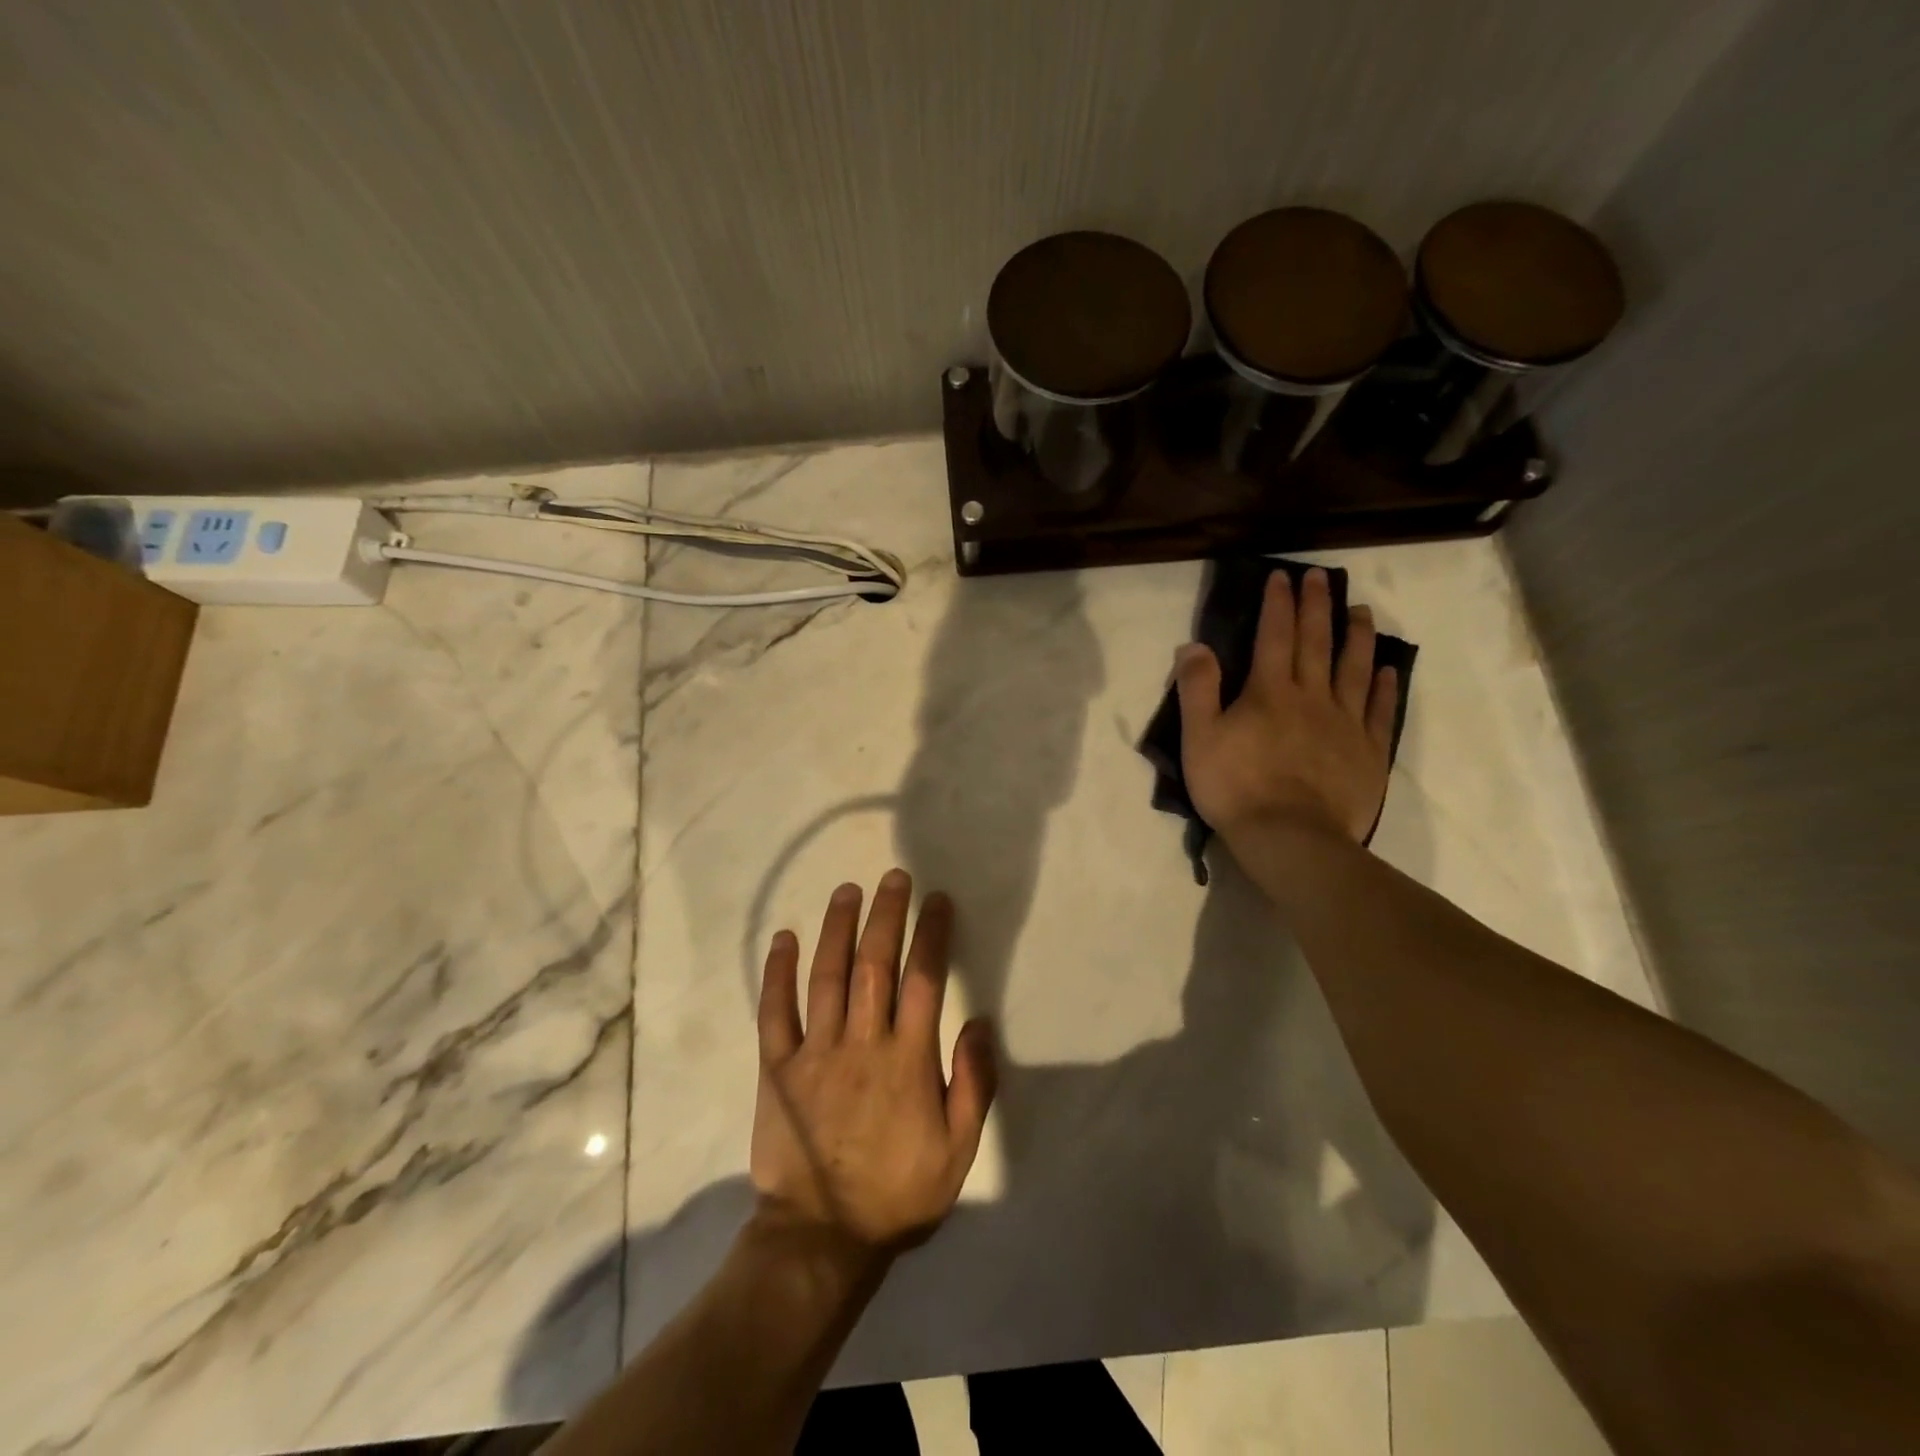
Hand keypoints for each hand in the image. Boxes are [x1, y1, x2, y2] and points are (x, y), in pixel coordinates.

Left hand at [751, 870, 996, 1254]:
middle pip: (875, 964)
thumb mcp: (958, 1152)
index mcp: (907, 1060)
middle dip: (886, 914)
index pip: (924, 979)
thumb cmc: (898, 1194)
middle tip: (893, 877)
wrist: (821, 1239)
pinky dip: (778, 973)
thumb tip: (979, 1023)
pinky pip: (775, 1012)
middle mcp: (862, 1043)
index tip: (937, 901)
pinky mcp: (778, 1068)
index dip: (931, 934)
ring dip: (837, 928)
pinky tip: (785, 938)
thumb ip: (973, 1085)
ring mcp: (816, 1052)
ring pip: (827, 976)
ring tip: (847, 891)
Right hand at [1175, 567, 1399, 846]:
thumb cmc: (1236, 788)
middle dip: (1318, 606)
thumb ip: (1197, 689)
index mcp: (1269, 692)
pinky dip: (1384, 687)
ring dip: (1358, 636)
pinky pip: (1380, 711)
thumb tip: (1194, 645)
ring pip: (1355, 669)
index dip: (1279, 604)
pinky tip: (1387, 669)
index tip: (1284, 575)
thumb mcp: (1199, 738)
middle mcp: (1312, 697)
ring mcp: (1345, 724)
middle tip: (1324, 576)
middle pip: (1317, 643)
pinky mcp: (1368, 752)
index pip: (1275, 636)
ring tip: (1362, 610)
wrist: (1290, 838)